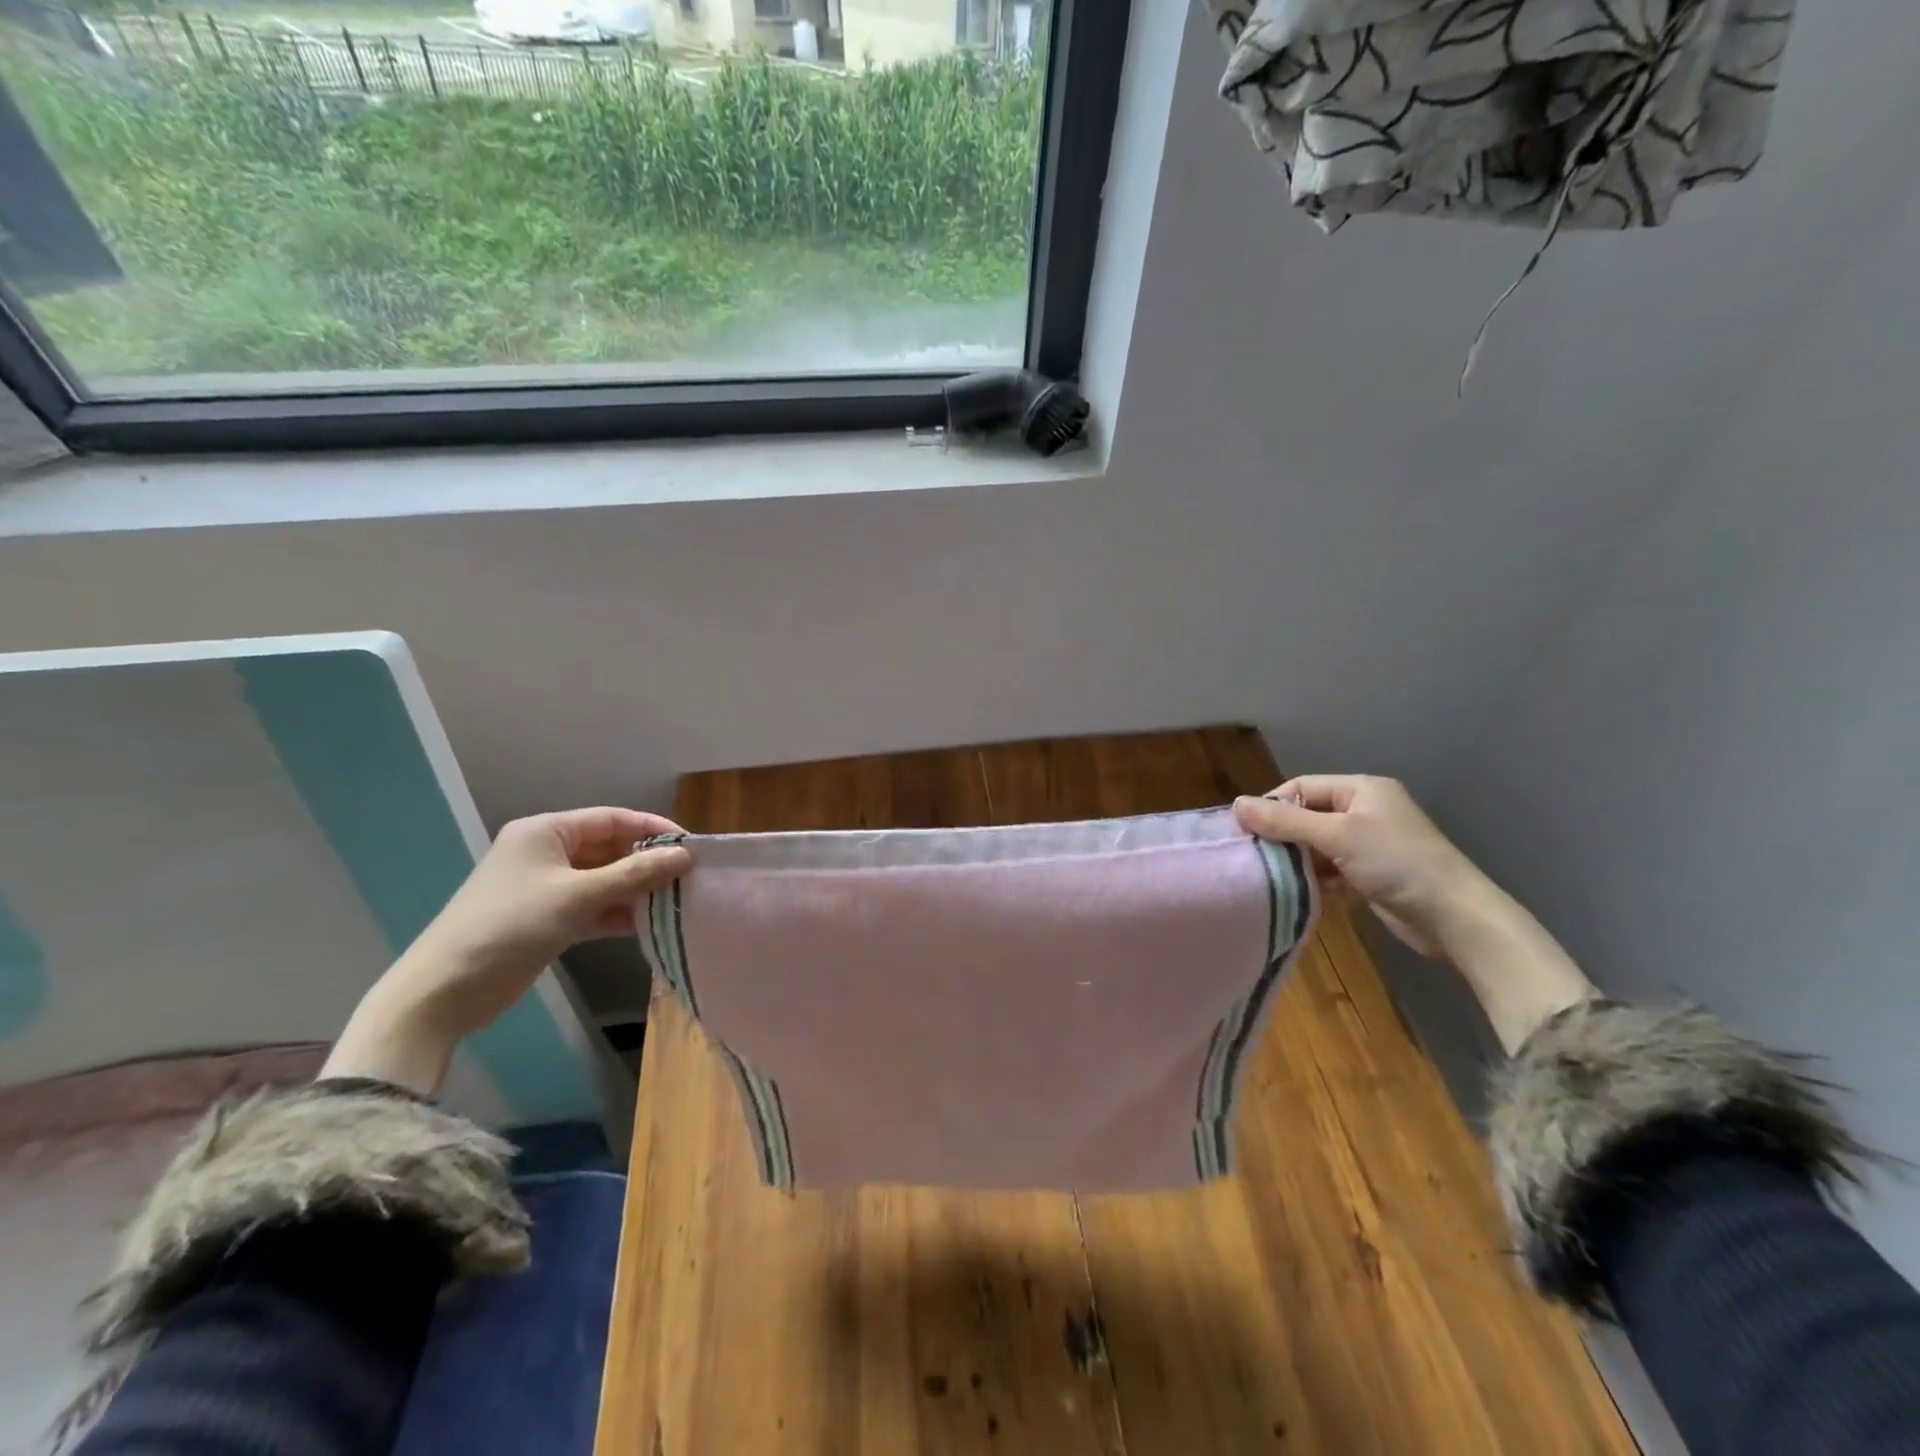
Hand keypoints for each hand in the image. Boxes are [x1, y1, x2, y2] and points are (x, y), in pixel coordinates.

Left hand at [323, 808, 691, 1093]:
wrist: (445, 990)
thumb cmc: (510, 926)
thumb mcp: (577, 896)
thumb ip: (634, 874)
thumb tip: (684, 856)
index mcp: (546, 832)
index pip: (612, 819)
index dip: (653, 828)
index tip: (691, 845)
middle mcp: (547, 853)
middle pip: (610, 849)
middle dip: (647, 862)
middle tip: (688, 877)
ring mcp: (546, 887)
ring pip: (604, 880)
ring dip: (636, 890)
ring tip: (676, 901)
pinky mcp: (548, 918)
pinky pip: (593, 906)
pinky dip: (618, 913)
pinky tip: (648, 925)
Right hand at [1234, 776, 1596, 1052]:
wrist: (1455, 917)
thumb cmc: (1396, 862)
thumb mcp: (1336, 835)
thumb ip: (1285, 821)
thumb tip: (1236, 804)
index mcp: (1361, 789)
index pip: (1302, 787)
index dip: (1272, 805)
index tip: (1246, 831)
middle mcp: (1365, 811)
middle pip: (1307, 815)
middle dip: (1283, 835)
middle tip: (1255, 856)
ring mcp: (1370, 844)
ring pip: (1317, 845)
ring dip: (1298, 861)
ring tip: (1273, 877)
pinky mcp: (1372, 874)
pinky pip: (1331, 869)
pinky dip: (1316, 879)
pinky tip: (1302, 893)